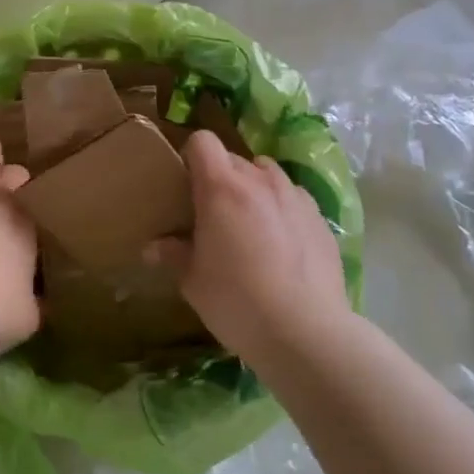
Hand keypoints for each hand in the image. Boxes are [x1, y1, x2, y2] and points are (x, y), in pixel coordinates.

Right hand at [149, 132, 348, 355]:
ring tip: (250, 223)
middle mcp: (260, 181)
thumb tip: (154, 247)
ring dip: (253, 188)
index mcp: (221, 189)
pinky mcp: (320, 218)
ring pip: (267, 175)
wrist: (305, 332)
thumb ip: (174, 254)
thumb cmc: (236, 302)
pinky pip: (293, 198)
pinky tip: (281, 243)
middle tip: (212, 214)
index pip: (202, 142)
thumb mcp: (193, 281)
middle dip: (220, 178)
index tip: (185, 183)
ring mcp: (295, 197)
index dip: (191, 156)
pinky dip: (282, 209)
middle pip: (234, 159)